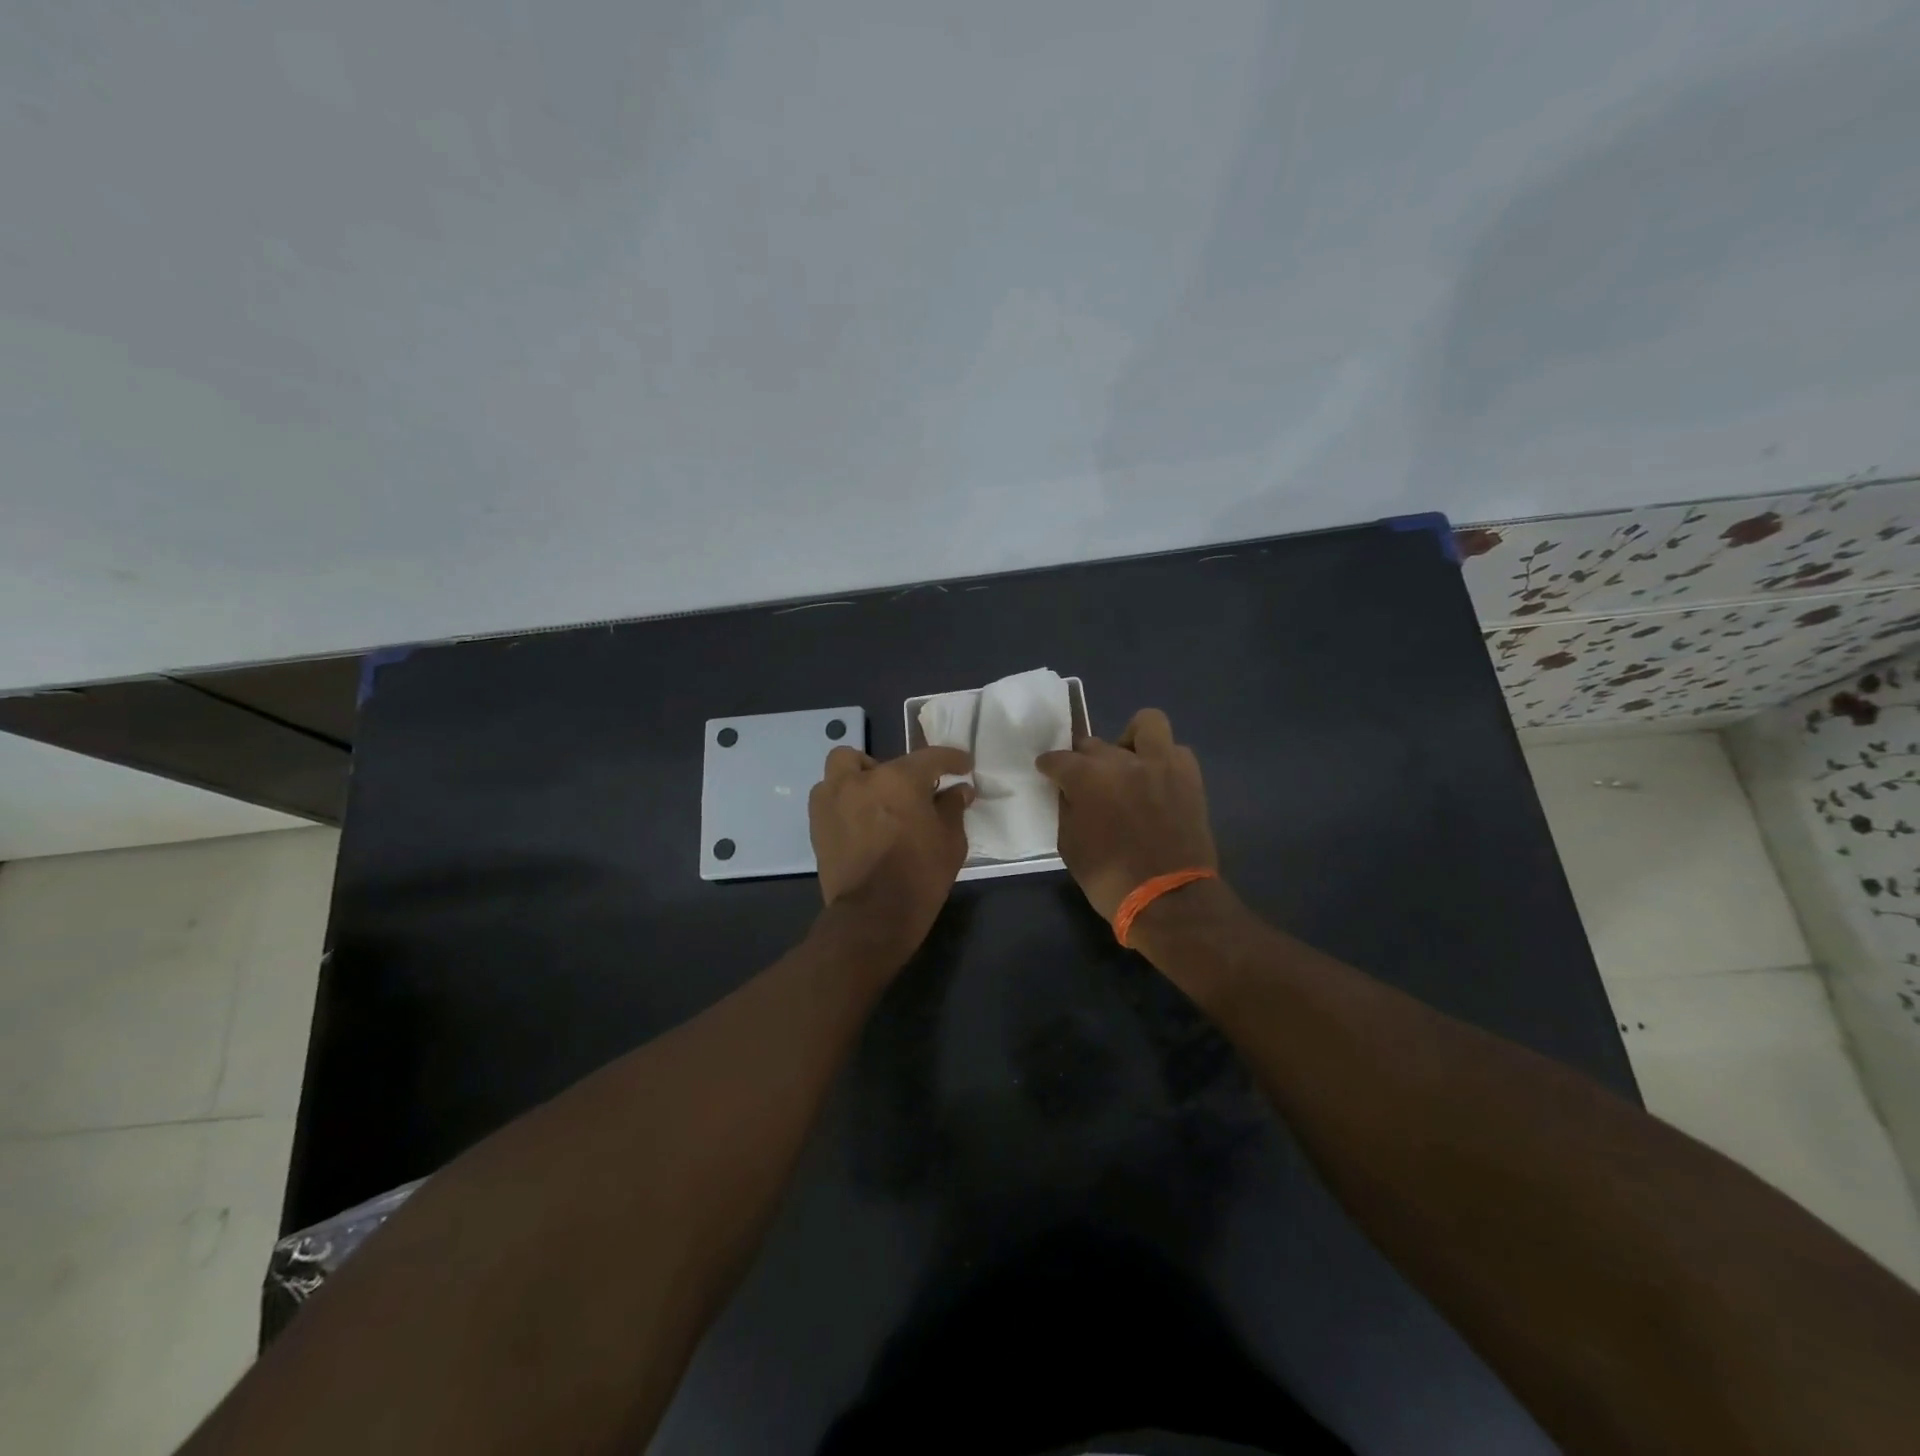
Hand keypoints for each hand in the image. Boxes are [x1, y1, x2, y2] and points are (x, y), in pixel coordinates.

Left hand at [809, 745, 973, 955]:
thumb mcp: (950, 841)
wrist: (873, 915)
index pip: (930, 758)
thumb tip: (959, 790)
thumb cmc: (919, 875)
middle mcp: (862, 779)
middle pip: (880, 759)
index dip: (951, 759)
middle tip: (910, 794)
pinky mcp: (817, 822)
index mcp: (899, 780)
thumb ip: (953, 808)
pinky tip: (859, 821)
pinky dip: (843, 799)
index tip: (963, 766)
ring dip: (860, 777)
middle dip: (897, 772)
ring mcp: (833, 799)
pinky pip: (828, 795)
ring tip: (875, 801)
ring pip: (843, 768)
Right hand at [1036, 709, 1217, 920]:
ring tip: (1128, 763)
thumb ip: (1067, 810)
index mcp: (1087, 777)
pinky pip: (1175, 751)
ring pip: (1146, 724)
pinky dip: (1163, 758)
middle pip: (1094, 744)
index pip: (1058, 759)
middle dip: (1084, 759)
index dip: (1049, 766)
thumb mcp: (1070, 846)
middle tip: (1086, 780)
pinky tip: (1156, 779)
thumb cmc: (1110, 878)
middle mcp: (1122, 760)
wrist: (1169, 898)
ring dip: (1132, 739)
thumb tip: (1069, 793)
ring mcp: (1160, 764)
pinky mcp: (1189, 776)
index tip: (1047, 773)